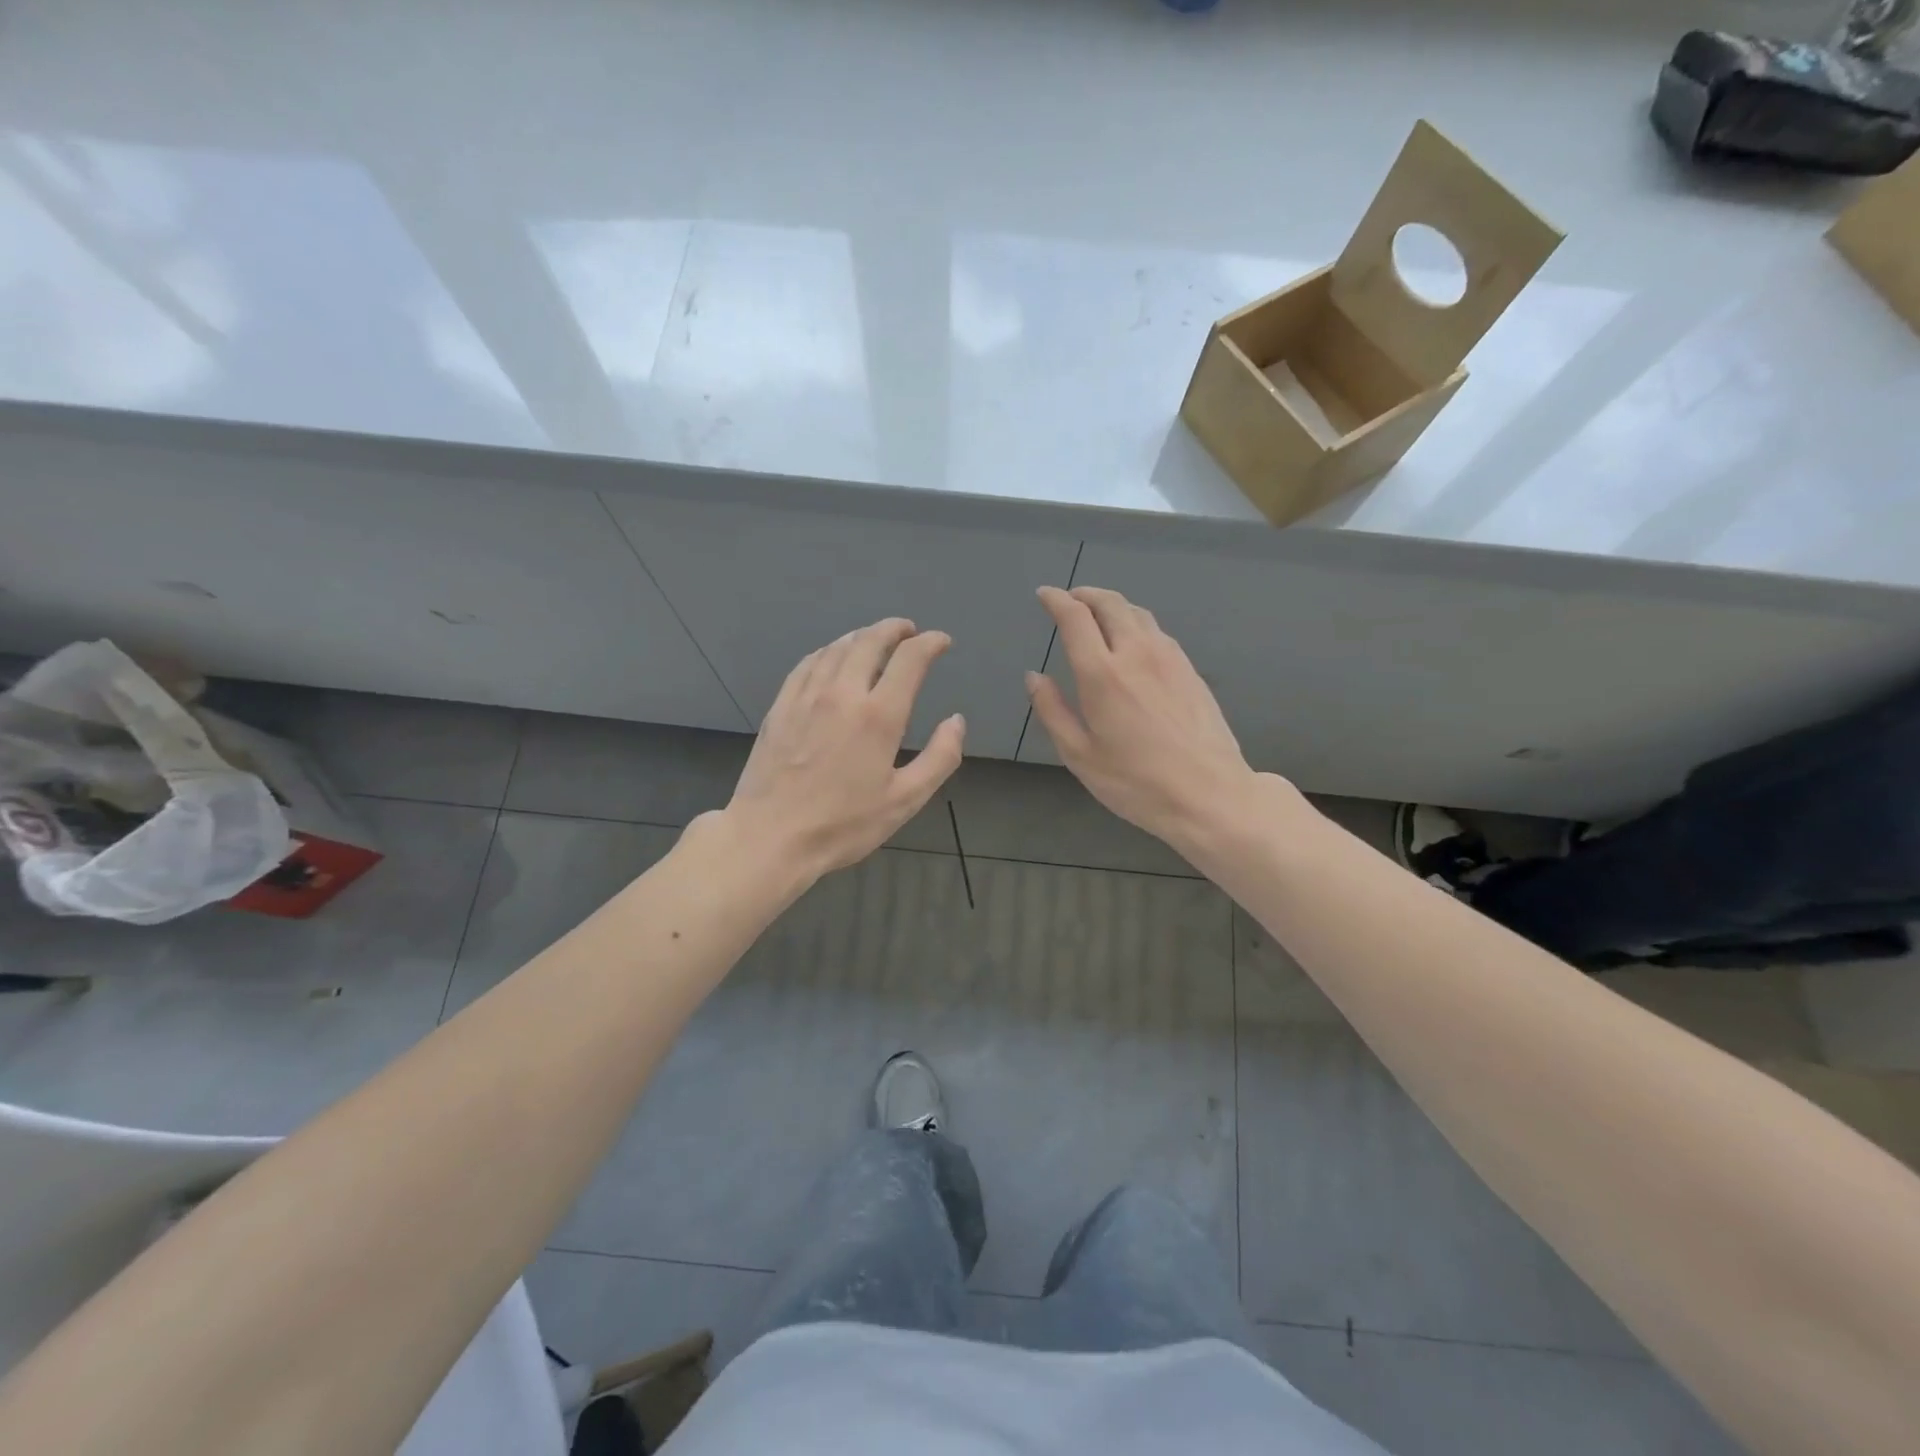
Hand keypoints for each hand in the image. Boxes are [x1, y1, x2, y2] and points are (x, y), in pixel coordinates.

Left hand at [725, 619, 964, 881]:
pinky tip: (831, 658)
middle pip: (870, 641)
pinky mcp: (781, 706)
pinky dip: (828, 651)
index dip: (930, 643)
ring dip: (861, 636)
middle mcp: (843, 693)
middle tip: (908, 630)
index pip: (910, 659)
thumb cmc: (843, 824)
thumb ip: (940, 757)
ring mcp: (806, 696)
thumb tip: (956, 721)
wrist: (769, 836)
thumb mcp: (905, 800)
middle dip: (894, 629)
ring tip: (875, 639)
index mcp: (879, 715)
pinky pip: (808, 664)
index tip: (941, 642)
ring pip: (837, 648)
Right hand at [1026, 586, 1262, 851]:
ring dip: (1112, 605)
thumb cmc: (1136, 782)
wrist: (1209, 795)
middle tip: (1070, 599)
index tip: (1044, 595)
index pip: (1075, 617)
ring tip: (1098, 615)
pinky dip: (1136, 623)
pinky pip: (1157, 631)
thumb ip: (1052, 711)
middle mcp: (1136, 653)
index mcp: (1102, 674)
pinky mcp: (1190, 669)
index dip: (1056, 600)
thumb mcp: (1080, 755)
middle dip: (1085, 594)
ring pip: (1137, 613)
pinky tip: (1132, 641)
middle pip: (1110, 604)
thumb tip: (1034, 677)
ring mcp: (1169, 658)